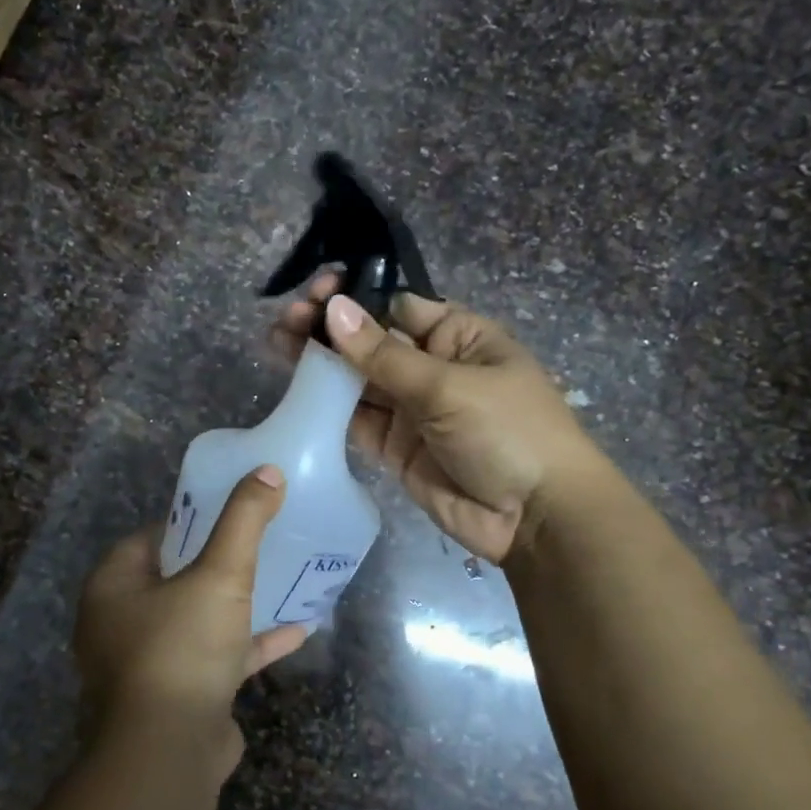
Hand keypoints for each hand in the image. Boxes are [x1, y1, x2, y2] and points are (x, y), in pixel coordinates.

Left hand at [74, 467, 310, 775]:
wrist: (168, 751)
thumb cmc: (182, 648)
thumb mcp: (220, 575)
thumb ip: (243, 521)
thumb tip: (267, 471)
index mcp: (114, 587)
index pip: (148, 538)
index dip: (186, 521)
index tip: (225, 512)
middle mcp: (120, 623)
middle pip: (172, 579)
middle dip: (214, 562)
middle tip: (254, 542)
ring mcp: (147, 664)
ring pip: (196, 620)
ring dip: (235, 605)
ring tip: (276, 580)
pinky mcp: (177, 695)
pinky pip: (215, 658)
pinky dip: (249, 645)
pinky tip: (296, 632)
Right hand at [273, 274, 604, 563]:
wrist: (534, 517)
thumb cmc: (507, 431)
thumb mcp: (448, 386)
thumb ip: (384, 356)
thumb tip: (335, 308)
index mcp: (459, 337)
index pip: (398, 307)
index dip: (357, 298)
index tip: (318, 291)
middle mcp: (432, 367)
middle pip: (372, 341)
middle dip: (330, 328)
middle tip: (287, 318)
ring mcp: (412, 409)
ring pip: (358, 379)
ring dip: (321, 362)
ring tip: (277, 340)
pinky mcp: (394, 446)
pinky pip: (357, 418)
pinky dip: (328, 404)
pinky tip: (296, 385)